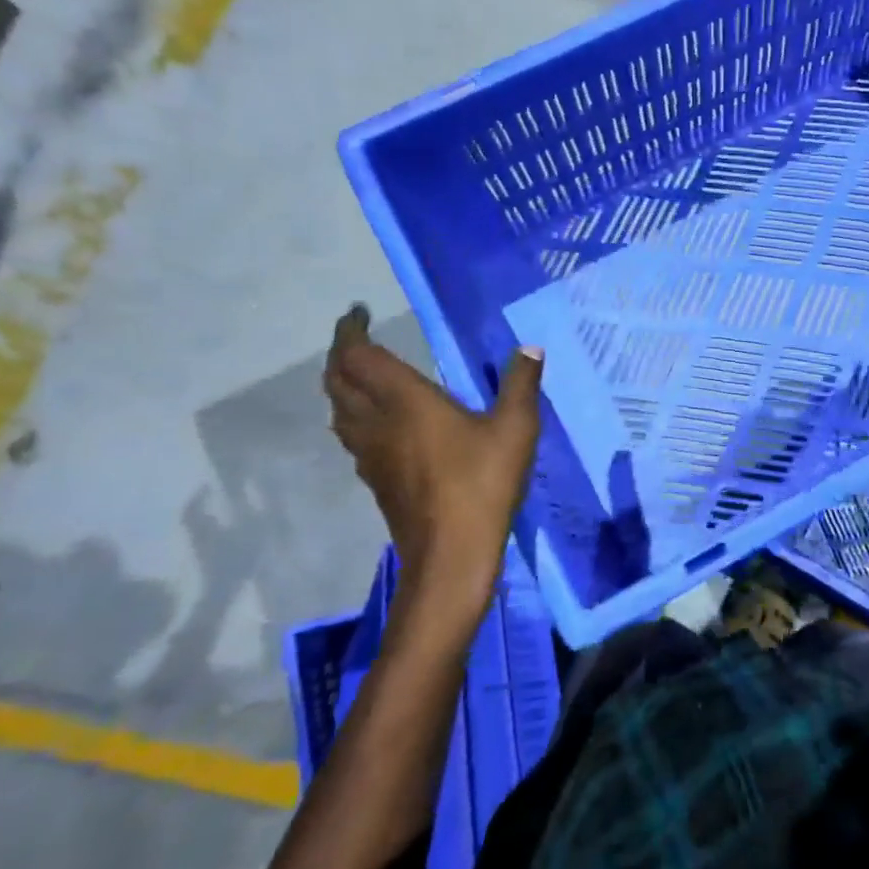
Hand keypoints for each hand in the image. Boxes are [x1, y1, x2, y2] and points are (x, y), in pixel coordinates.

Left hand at [323, 305, 542, 638]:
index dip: (349, 331)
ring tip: (362, 376)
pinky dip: (354, 416)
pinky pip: (351, 436)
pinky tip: (379, 425)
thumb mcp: (515, 429)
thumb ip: (521, 383)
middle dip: (340, 354)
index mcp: (404, 401)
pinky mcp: (375, 480)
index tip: (357, 313)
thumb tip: (531, 347)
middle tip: (358, 340)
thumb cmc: (482, 484)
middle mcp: (377, 422)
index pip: (358, 356)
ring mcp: (370, 455)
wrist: (451, 555)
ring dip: (341, 386)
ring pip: (338, 411)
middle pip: (337, 380)